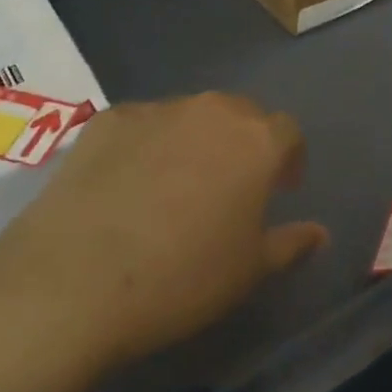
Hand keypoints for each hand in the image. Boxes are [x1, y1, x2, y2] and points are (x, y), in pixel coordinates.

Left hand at [0, 93, 328, 377]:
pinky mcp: (106, 120)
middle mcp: (211, 111)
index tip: (280, 189)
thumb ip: (291, 244)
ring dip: (195, 141)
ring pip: (190, 116)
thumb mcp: (249, 271)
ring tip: (175, 186)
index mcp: (256, 141)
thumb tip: (319, 233)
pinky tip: (126, 185)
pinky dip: (146, 145)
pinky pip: (141, 125)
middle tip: (232, 186)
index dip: (289, 159)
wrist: (72, 282)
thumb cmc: (181, 279)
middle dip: (244, 142)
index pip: (288, 132)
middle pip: (241, 113)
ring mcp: (155, 110)